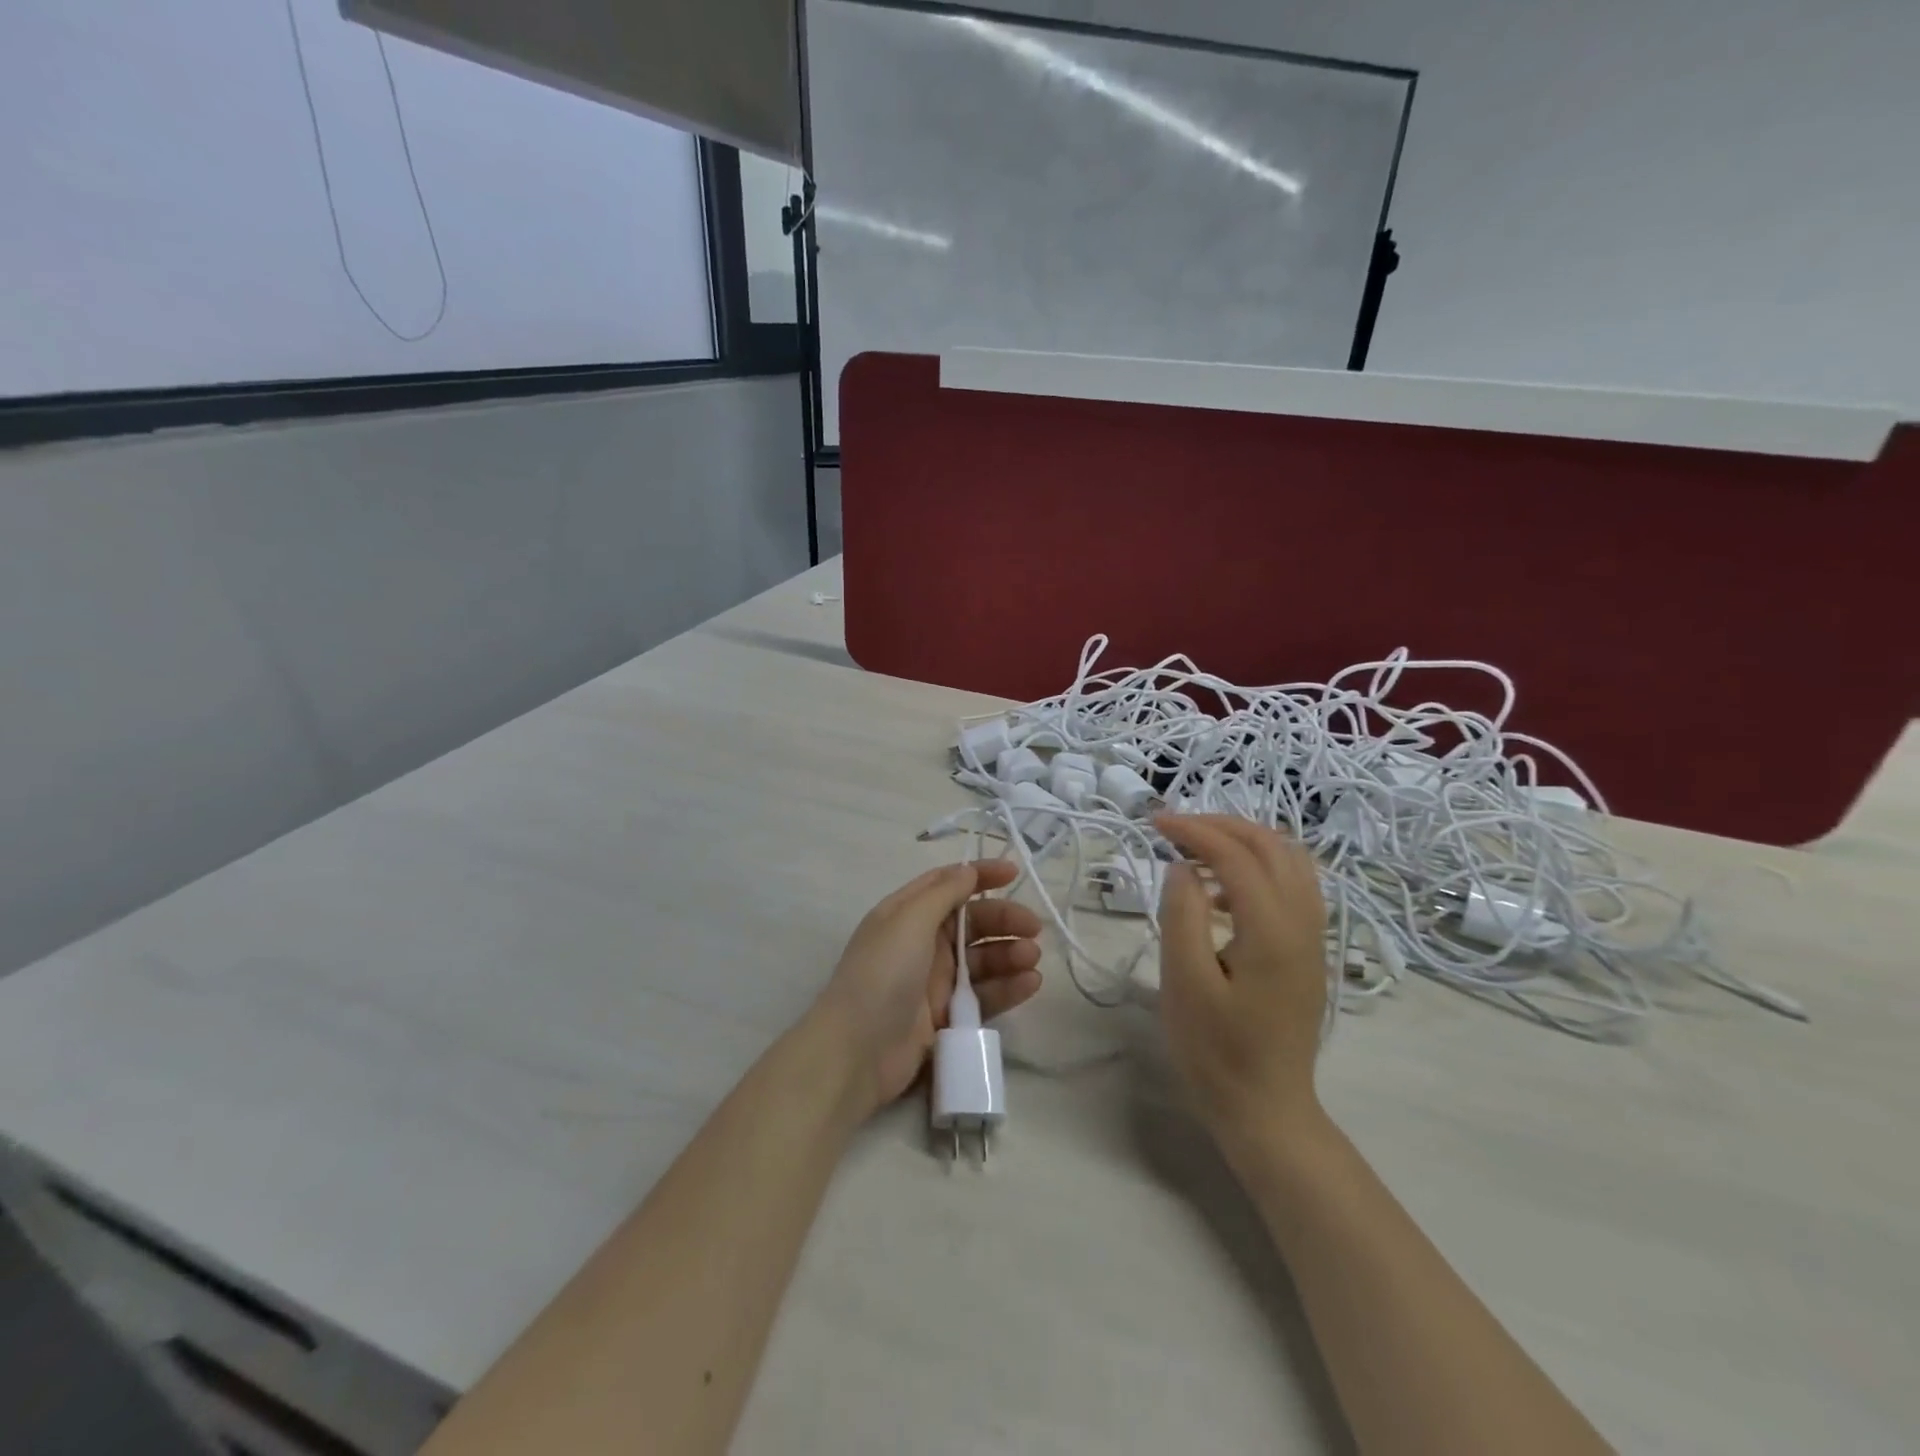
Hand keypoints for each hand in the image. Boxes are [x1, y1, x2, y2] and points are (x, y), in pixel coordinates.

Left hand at [814, 859, 1043, 1115]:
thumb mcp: (908, 921)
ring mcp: (936, 981)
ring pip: (982, 959)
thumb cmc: (882, 974)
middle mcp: (923, 942)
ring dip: (1010, 954)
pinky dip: (1008, 987)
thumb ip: (943, 893)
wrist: (857, 1051)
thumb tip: (968, 870)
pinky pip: (985, 995)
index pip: (948, 884)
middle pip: (972, 922)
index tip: (1014, 873)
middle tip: (1034, 928)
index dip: (980, 875)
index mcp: (907, 913)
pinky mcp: (949, 1016)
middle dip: (1003, 919)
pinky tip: (1030, 983)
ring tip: (1031, 958)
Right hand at [1154, 814, 1330, 1160]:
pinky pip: (1293, 885)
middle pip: (1272, 845)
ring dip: (1244, 841)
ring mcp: (1313, 937)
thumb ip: (1182, 916)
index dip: (1195, 830)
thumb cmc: (1216, 1051)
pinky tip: (1220, 891)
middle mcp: (1303, 922)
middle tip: (1175, 828)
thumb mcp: (1184, 983)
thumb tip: (1183, 867)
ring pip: (1290, 861)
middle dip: (1222, 825)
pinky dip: (1258, 867)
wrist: (1267, 1110)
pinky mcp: (1309, 951)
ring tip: (1197, 849)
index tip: (1154, 823)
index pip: (1236, 855)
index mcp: (1272, 929)